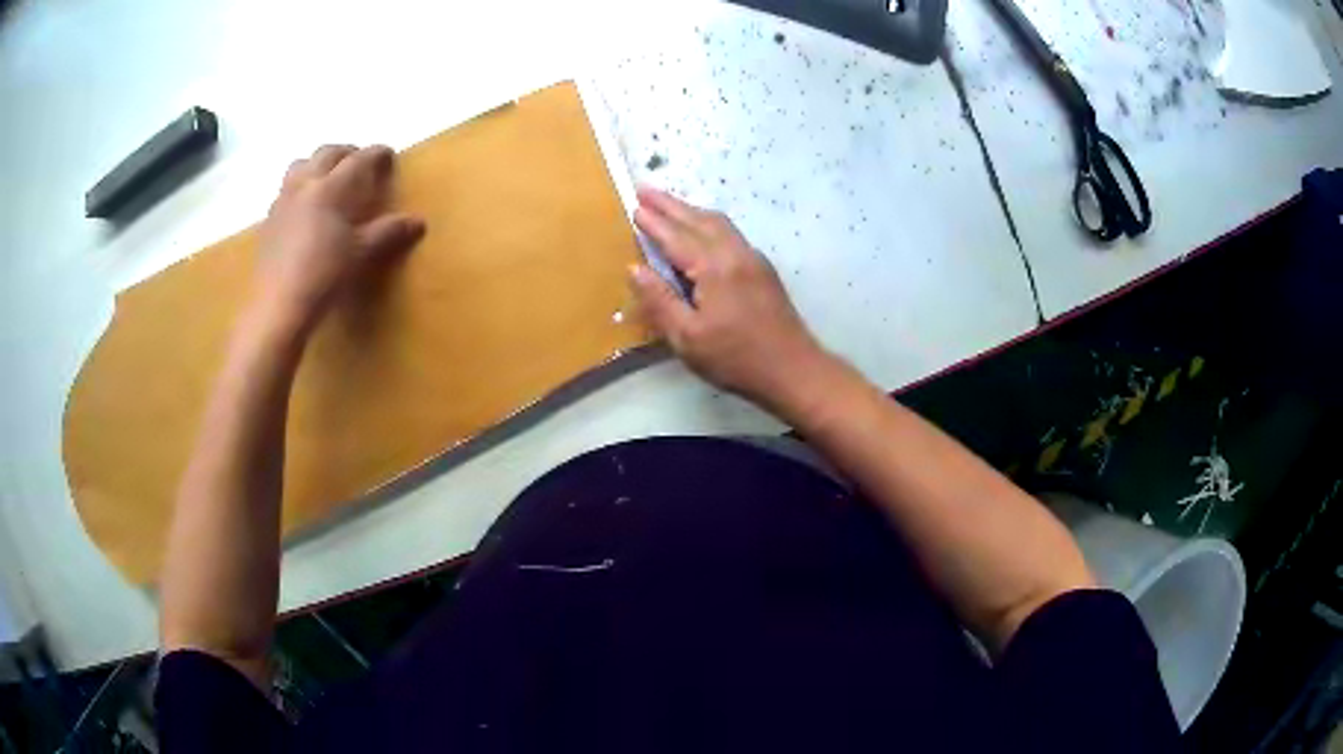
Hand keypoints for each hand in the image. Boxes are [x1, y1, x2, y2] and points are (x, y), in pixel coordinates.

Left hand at [253, 144, 424, 334]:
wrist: (278, 306)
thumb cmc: (324, 276)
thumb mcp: (361, 254)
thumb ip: (388, 232)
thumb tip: (417, 222)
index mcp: (331, 187)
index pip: (359, 159)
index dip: (376, 154)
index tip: (388, 155)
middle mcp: (305, 184)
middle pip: (327, 153)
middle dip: (346, 153)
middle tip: (359, 164)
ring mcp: (283, 200)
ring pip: (301, 165)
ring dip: (318, 164)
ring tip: (327, 179)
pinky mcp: (269, 220)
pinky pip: (286, 190)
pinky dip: (300, 188)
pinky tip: (305, 209)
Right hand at [629, 187, 830, 410]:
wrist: (793, 369)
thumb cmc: (735, 358)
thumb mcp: (687, 338)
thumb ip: (660, 300)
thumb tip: (635, 268)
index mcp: (714, 268)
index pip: (676, 237)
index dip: (654, 222)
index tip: (634, 206)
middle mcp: (735, 253)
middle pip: (699, 220)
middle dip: (670, 205)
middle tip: (645, 190)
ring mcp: (753, 259)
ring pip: (718, 223)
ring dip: (691, 210)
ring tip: (668, 204)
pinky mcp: (763, 269)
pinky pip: (730, 233)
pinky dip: (708, 223)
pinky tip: (701, 230)